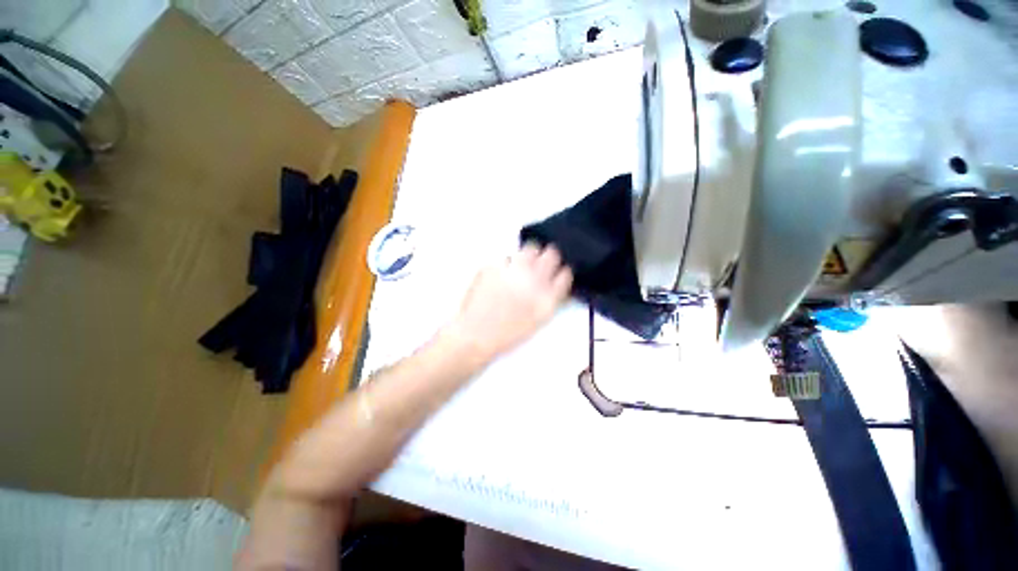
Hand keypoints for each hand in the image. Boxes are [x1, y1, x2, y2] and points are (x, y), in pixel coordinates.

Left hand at [446, 242, 572, 362]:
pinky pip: (506, 258)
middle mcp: (533, 281)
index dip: (562, 271)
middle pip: (552, 254)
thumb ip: (551, 300)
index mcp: (547, 298)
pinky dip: (506, 264)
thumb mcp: (537, 321)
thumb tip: (557, 284)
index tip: (557, 271)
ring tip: (521, 265)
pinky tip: (500, 276)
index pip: (565, 274)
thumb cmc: (506, 334)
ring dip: (529, 255)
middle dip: (549, 256)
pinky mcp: (494, 265)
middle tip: (542, 261)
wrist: (475, 334)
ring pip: (530, 248)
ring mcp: (513, 271)